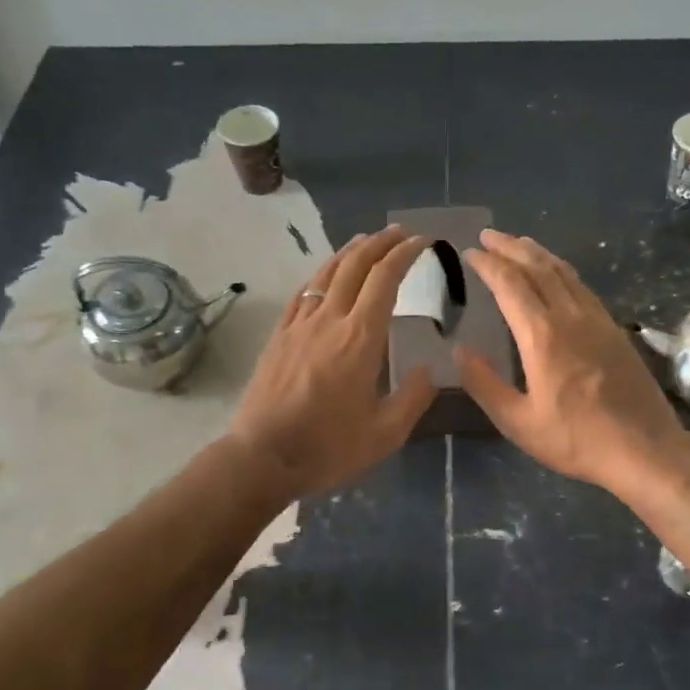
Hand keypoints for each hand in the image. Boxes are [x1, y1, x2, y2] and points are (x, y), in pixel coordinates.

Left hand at [228, 225, 438, 499]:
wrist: (262, 457)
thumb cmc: (328, 448)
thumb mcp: (385, 434)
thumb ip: (412, 398)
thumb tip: (427, 371)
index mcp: (360, 338)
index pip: (385, 280)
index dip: (405, 255)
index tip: (422, 242)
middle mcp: (329, 320)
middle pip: (355, 266)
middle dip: (380, 242)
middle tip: (400, 232)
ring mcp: (299, 325)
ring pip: (326, 273)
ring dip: (350, 252)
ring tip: (366, 242)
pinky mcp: (279, 336)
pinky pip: (302, 293)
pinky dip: (320, 275)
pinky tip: (325, 276)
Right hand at [456, 230, 687, 496]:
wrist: (645, 449)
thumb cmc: (576, 439)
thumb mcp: (518, 422)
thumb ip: (485, 384)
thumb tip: (459, 351)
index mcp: (542, 335)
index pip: (510, 284)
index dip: (488, 264)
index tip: (470, 252)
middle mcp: (570, 316)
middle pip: (538, 267)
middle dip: (510, 247)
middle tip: (488, 235)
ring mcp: (597, 319)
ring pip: (564, 272)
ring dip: (537, 252)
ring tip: (518, 242)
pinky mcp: (614, 328)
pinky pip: (582, 286)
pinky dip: (561, 270)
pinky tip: (557, 273)